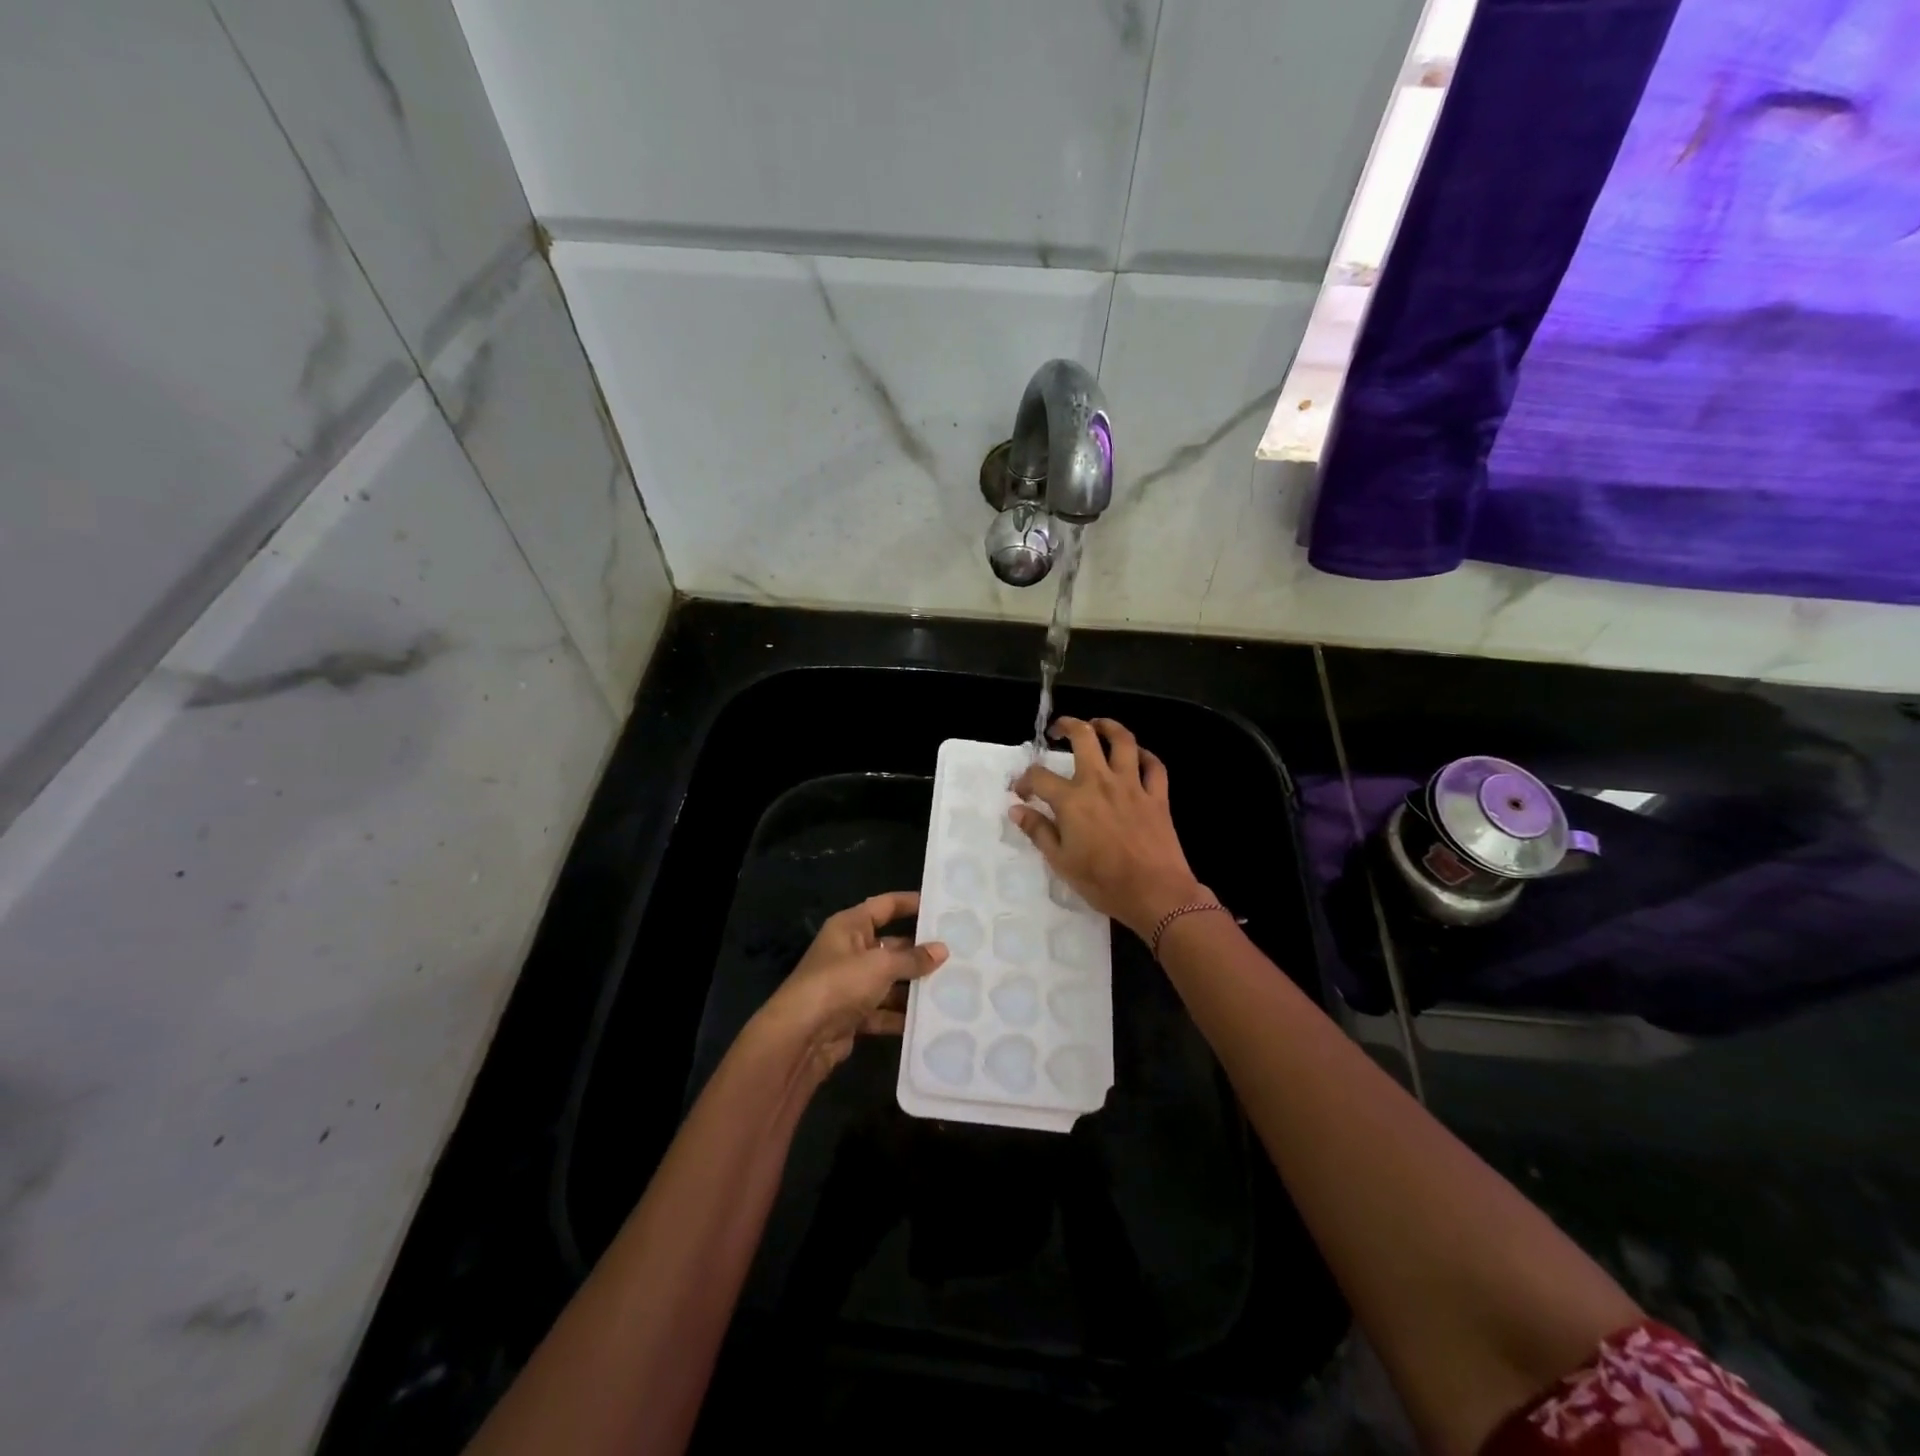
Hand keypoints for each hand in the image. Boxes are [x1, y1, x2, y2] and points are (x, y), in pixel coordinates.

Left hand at [753, 891, 946, 1083]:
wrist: (800, 1036)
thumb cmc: (839, 983)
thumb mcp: (881, 965)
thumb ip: (913, 958)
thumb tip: (942, 950)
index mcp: (850, 927)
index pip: (884, 906)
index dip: (910, 903)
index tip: (940, 906)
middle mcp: (848, 951)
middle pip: (890, 945)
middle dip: (919, 952)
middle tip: (957, 954)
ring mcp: (849, 985)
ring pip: (889, 980)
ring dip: (913, 986)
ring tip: (951, 988)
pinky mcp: (851, 1015)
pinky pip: (883, 1010)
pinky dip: (901, 1016)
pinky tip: (929, 1020)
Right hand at [1010, 717, 1205, 940]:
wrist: (1155, 894)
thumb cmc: (1103, 882)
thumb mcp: (1061, 861)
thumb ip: (1038, 831)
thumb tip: (1017, 809)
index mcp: (1072, 800)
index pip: (1040, 777)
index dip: (1025, 780)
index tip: (1021, 791)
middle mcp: (1100, 782)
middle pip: (1084, 738)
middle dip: (1068, 726)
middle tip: (1058, 730)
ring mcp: (1132, 786)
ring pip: (1123, 741)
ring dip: (1108, 726)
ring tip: (1098, 725)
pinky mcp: (1157, 796)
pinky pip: (1154, 765)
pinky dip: (1145, 755)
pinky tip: (1136, 756)